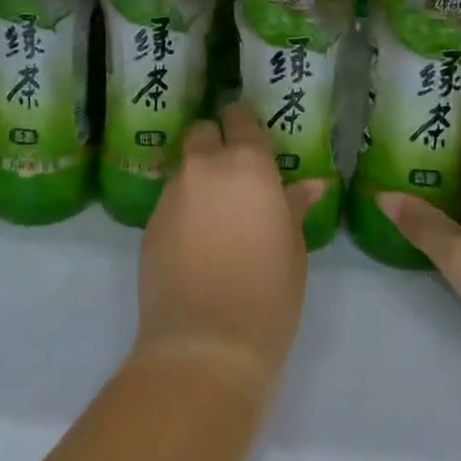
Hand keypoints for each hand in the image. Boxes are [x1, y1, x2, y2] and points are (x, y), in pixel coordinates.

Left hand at [133, 102, 326, 395]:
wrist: (206, 343)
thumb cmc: (268, 293)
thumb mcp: (293, 247)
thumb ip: (294, 206)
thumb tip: (311, 185)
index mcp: (247, 164)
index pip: (239, 117)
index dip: (243, 121)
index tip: (250, 134)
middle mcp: (204, 167)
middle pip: (202, 132)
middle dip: (214, 142)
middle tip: (232, 172)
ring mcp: (172, 193)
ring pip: (184, 168)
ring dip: (198, 178)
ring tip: (215, 214)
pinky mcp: (149, 222)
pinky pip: (169, 201)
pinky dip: (182, 209)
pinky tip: (195, 242)